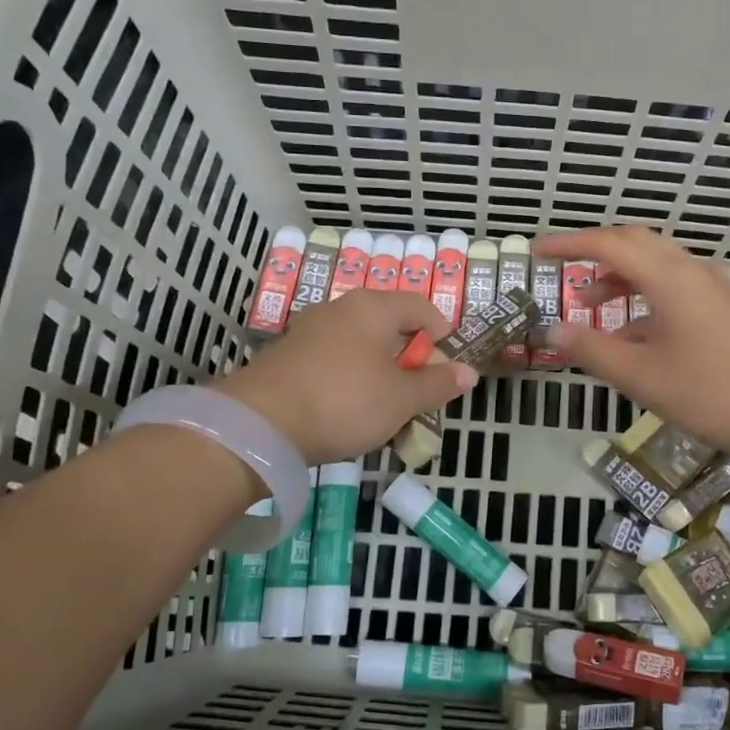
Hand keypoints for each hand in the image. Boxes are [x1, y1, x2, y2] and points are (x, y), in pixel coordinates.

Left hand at [218, 290, 475, 464]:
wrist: (260, 423)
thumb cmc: (345, 401)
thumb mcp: (401, 399)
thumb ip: (437, 384)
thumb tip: (469, 372)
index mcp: (373, 307)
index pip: (420, 306)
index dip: (441, 332)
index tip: (448, 363)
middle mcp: (340, 308)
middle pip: (388, 324)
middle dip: (409, 356)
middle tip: (419, 390)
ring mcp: (309, 330)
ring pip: (360, 344)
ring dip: (379, 370)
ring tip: (386, 405)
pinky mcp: (288, 356)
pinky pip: (334, 359)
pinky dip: (351, 378)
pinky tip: (349, 408)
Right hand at [534, 227, 729, 463]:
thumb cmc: (711, 393)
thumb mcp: (641, 376)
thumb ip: (592, 349)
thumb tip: (552, 329)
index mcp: (669, 277)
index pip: (609, 244)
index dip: (569, 244)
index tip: (538, 251)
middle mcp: (692, 271)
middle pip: (636, 244)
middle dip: (595, 253)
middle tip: (563, 269)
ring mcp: (713, 289)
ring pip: (657, 266)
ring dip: (620, 277)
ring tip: (589, 305)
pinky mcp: (724, 310)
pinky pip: (674, 288)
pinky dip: (644, 298)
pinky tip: (632, 335)